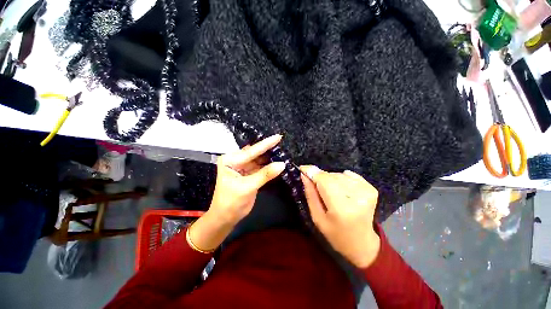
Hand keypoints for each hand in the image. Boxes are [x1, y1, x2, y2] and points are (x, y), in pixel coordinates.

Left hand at [209, 134, 285, 223]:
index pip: (251, 151)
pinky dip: (269, 166)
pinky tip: (278, 161)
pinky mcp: (249, 173)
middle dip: (268, 149)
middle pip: (255, 153)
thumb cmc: (231, 202)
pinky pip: (261, 167)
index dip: (265, 144)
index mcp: (230, 160)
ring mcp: (243, 167)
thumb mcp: (248, 187)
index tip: (278, 137)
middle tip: (282, 142)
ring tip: (282, 150)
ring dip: (270, 157)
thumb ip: (265, 174)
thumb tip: (282, 164)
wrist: (226, 218)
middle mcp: (236, 160)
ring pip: (259, 160)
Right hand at [300, 166, 380, 267]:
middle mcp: (356, 197)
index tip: (302, 169)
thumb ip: (310, 194)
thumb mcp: (317, 218)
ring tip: (331, 193)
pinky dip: (342, 179)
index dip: (312, 172)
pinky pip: (349, 175)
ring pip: (339, 174)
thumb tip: (305, 175)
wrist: (362, 244)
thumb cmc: (336, 234)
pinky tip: (342, 190)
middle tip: (317, 186)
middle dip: (320, 178)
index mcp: (340, 208)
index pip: (323, 180)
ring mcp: (366, 192)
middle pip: (330, 176)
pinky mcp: (371, 189)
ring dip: (331, 180)